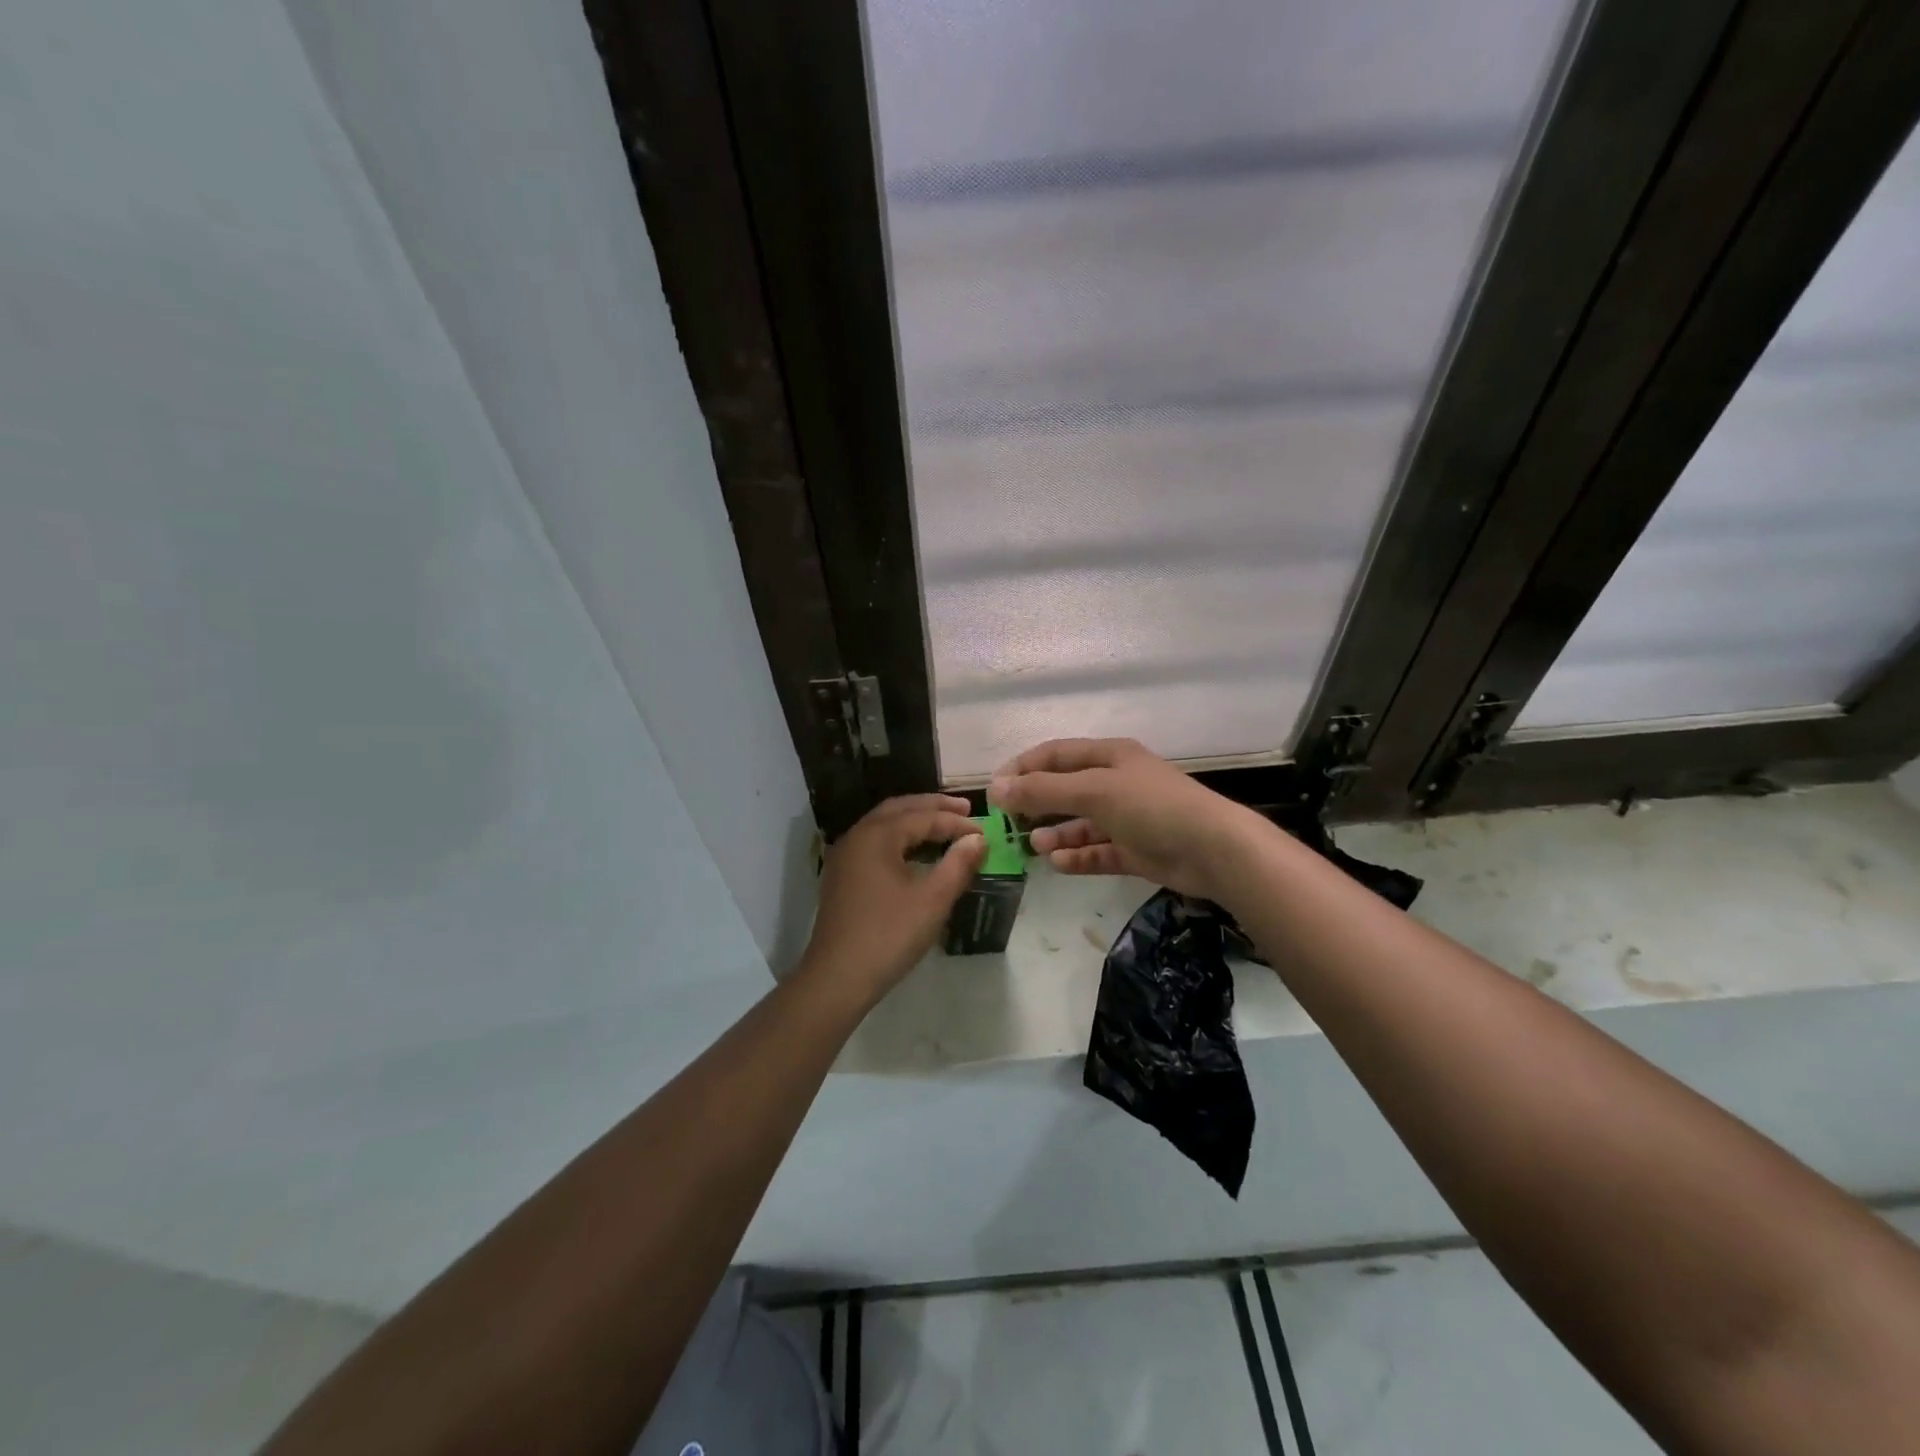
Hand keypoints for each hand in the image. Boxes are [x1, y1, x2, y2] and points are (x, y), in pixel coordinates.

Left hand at [799, 794, 984, 1001]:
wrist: (837, 977)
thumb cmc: (888, 935)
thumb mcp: (932, 900)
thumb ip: (958, 864)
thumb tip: (978, 840)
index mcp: (877, 835)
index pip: (923, 817)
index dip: (956, 823)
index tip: (984, 831)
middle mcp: (857, 835)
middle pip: (899, 809)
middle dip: (933, 807)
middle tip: (965, 810)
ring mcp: (845, 855)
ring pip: (884, 824)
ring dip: (915, 820)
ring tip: (944, 825)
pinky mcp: (842, 875)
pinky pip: (874, 842)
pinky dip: (899, 837)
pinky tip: (916, 852)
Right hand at [989, 738, 1266, 901]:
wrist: (1213, 850)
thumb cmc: (1151, 807)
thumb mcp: (1093, 791)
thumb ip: (1043, 790)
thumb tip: (996, 787)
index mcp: (1109, 756)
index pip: (1055, 754)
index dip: (1023, 768)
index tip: (994, 790)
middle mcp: (1116, 782)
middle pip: (1065, 789)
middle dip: (1036, 803)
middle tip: (1008, 822)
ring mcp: (1127, 818)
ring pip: (1080, 823)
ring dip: (1055, 833)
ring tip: (1034, 846)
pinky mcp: (1136, 850)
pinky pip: (1098, 851)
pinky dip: (1078, 856)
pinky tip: (1058, 864)